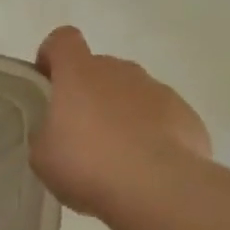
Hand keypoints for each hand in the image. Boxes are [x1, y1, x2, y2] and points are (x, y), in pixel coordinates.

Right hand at [30, 26, 210, 216]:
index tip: (48, 83)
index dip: (52, 56)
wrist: (158, 189)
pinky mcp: (187, 115)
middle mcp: (120, 71)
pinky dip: (151, 132)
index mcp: (78, 72)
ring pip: (132, 91)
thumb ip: (46, 133)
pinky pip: (161, 116)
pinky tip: (145, 165)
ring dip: (121, 111)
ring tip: (116, 154)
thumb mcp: (42, 155)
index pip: (63, 40)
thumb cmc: (87, 163)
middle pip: (99, 67)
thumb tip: (56, 132)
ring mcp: (158, 90)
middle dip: (89, 91)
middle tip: (79, 130)